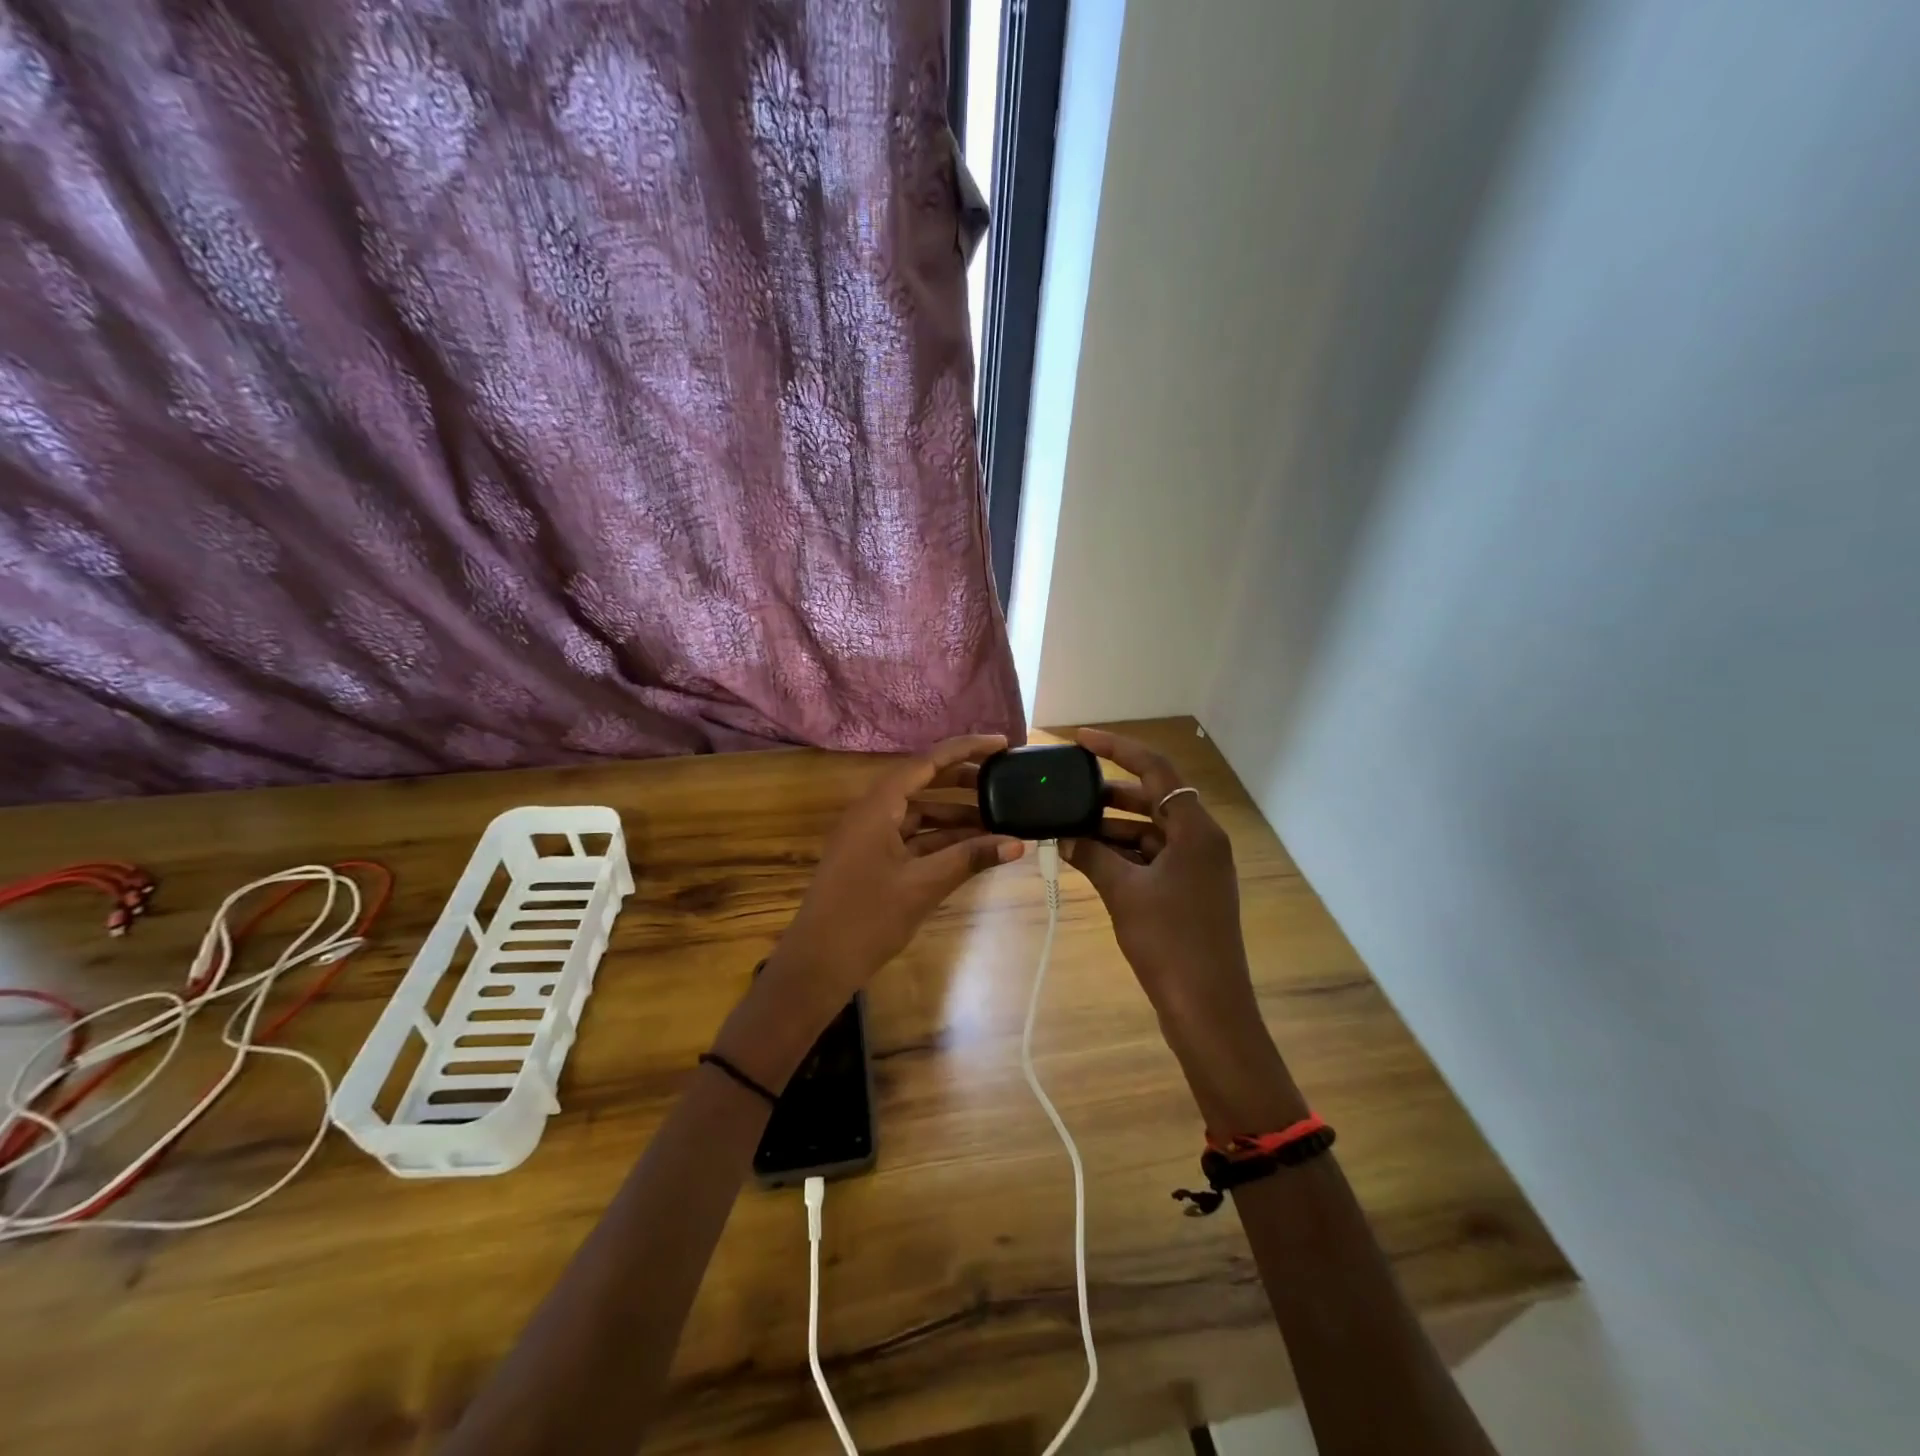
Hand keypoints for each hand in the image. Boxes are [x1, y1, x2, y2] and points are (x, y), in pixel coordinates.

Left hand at [716, 735, 1024, 1086]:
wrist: (817, 964)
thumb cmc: (867, 918)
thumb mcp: (924, 886)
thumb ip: (970, 859)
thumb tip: (1017, 843)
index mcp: (878, 806)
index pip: (927, 762)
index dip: (966, 749)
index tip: (1002, 744)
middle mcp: (872, 812)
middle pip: (923, 783)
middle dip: (964, 782)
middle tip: (1004, 782)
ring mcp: (870, 836)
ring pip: (920, 813)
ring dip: (956, 816)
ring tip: (997, 819)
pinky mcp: (872, 859)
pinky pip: (912, 837)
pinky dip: (941, 840)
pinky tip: (972, 848)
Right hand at [1064, 728, 1304, 1131]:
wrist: (1207, 1010)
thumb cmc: (1170, 942)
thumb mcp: (1124, 893)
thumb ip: (1092, 856)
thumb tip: (1063, 837)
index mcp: (1196, 830)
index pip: (1156, 770)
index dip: (1117, 748)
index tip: (1081, 739)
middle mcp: (1201, 840)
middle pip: (1153, 798)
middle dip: (1108, 793)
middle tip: (1066, 790)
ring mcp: (1197, 867)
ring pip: (1149, 830)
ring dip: (1111, 827)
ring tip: (1067, 826)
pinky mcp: (1189, 891)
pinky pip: (1152, 857)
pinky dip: (1122, 854)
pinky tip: (1087, 857)